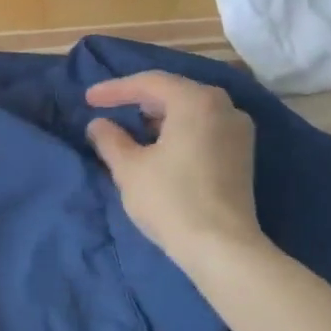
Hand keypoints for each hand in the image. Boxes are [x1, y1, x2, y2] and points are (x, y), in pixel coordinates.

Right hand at [86, 72, 268, 271]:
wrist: (222, 247)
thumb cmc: (170, 200)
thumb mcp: (129, 168)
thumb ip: (110, 139)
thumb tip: (98, 124)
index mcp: (196, 101)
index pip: (149, 83)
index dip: (115, 89)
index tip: (88, 99)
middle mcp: (224, 106)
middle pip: (174, 91)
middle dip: (139, 99)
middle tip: (109, 108)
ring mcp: (238, 130)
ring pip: (191, 109)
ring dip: (160, 115)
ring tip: (131, 127)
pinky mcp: (242, 154)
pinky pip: (204, 127)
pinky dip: (179, 129)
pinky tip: (160, 145)